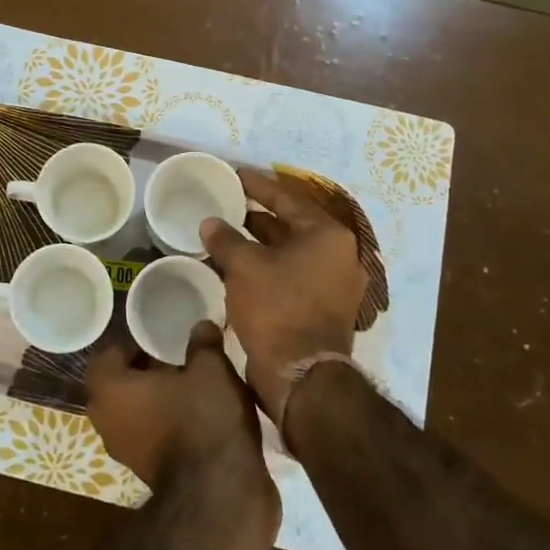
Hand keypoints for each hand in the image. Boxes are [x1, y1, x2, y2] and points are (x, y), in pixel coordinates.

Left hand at [86, 325, 275, 520]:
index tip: (159, 339)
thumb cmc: (203, 419)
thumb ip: (202, 344)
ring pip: (134, 413)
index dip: (132, 344)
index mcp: (109, 389)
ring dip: (156, 401)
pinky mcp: (147, 474)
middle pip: (119, 385)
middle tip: (176, 361)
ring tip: (192, 387)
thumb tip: (202, 326)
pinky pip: (150, 436)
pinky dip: (167, 425)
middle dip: (144, 372)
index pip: (108, 355)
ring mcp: (125, 452)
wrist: (220, 496)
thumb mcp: (210, 369)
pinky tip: (199, 417)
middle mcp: (107, 421)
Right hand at [200, 168, 366, 424]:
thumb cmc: (276, 308)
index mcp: (327, 235)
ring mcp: (335, 284)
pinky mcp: (324, 308)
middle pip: (292, 224)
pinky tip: (238, 267)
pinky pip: (291, 275)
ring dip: (260, 243)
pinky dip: (267, 267)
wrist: (301, 375)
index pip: (286, 197)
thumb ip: (226, 238)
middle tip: (227, 203)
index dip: (256, 185)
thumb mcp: (244, 266)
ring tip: (226, 234)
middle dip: (257, 215)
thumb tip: (210, 223)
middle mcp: (338, 254)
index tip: (234, 174)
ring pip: (290, 252)